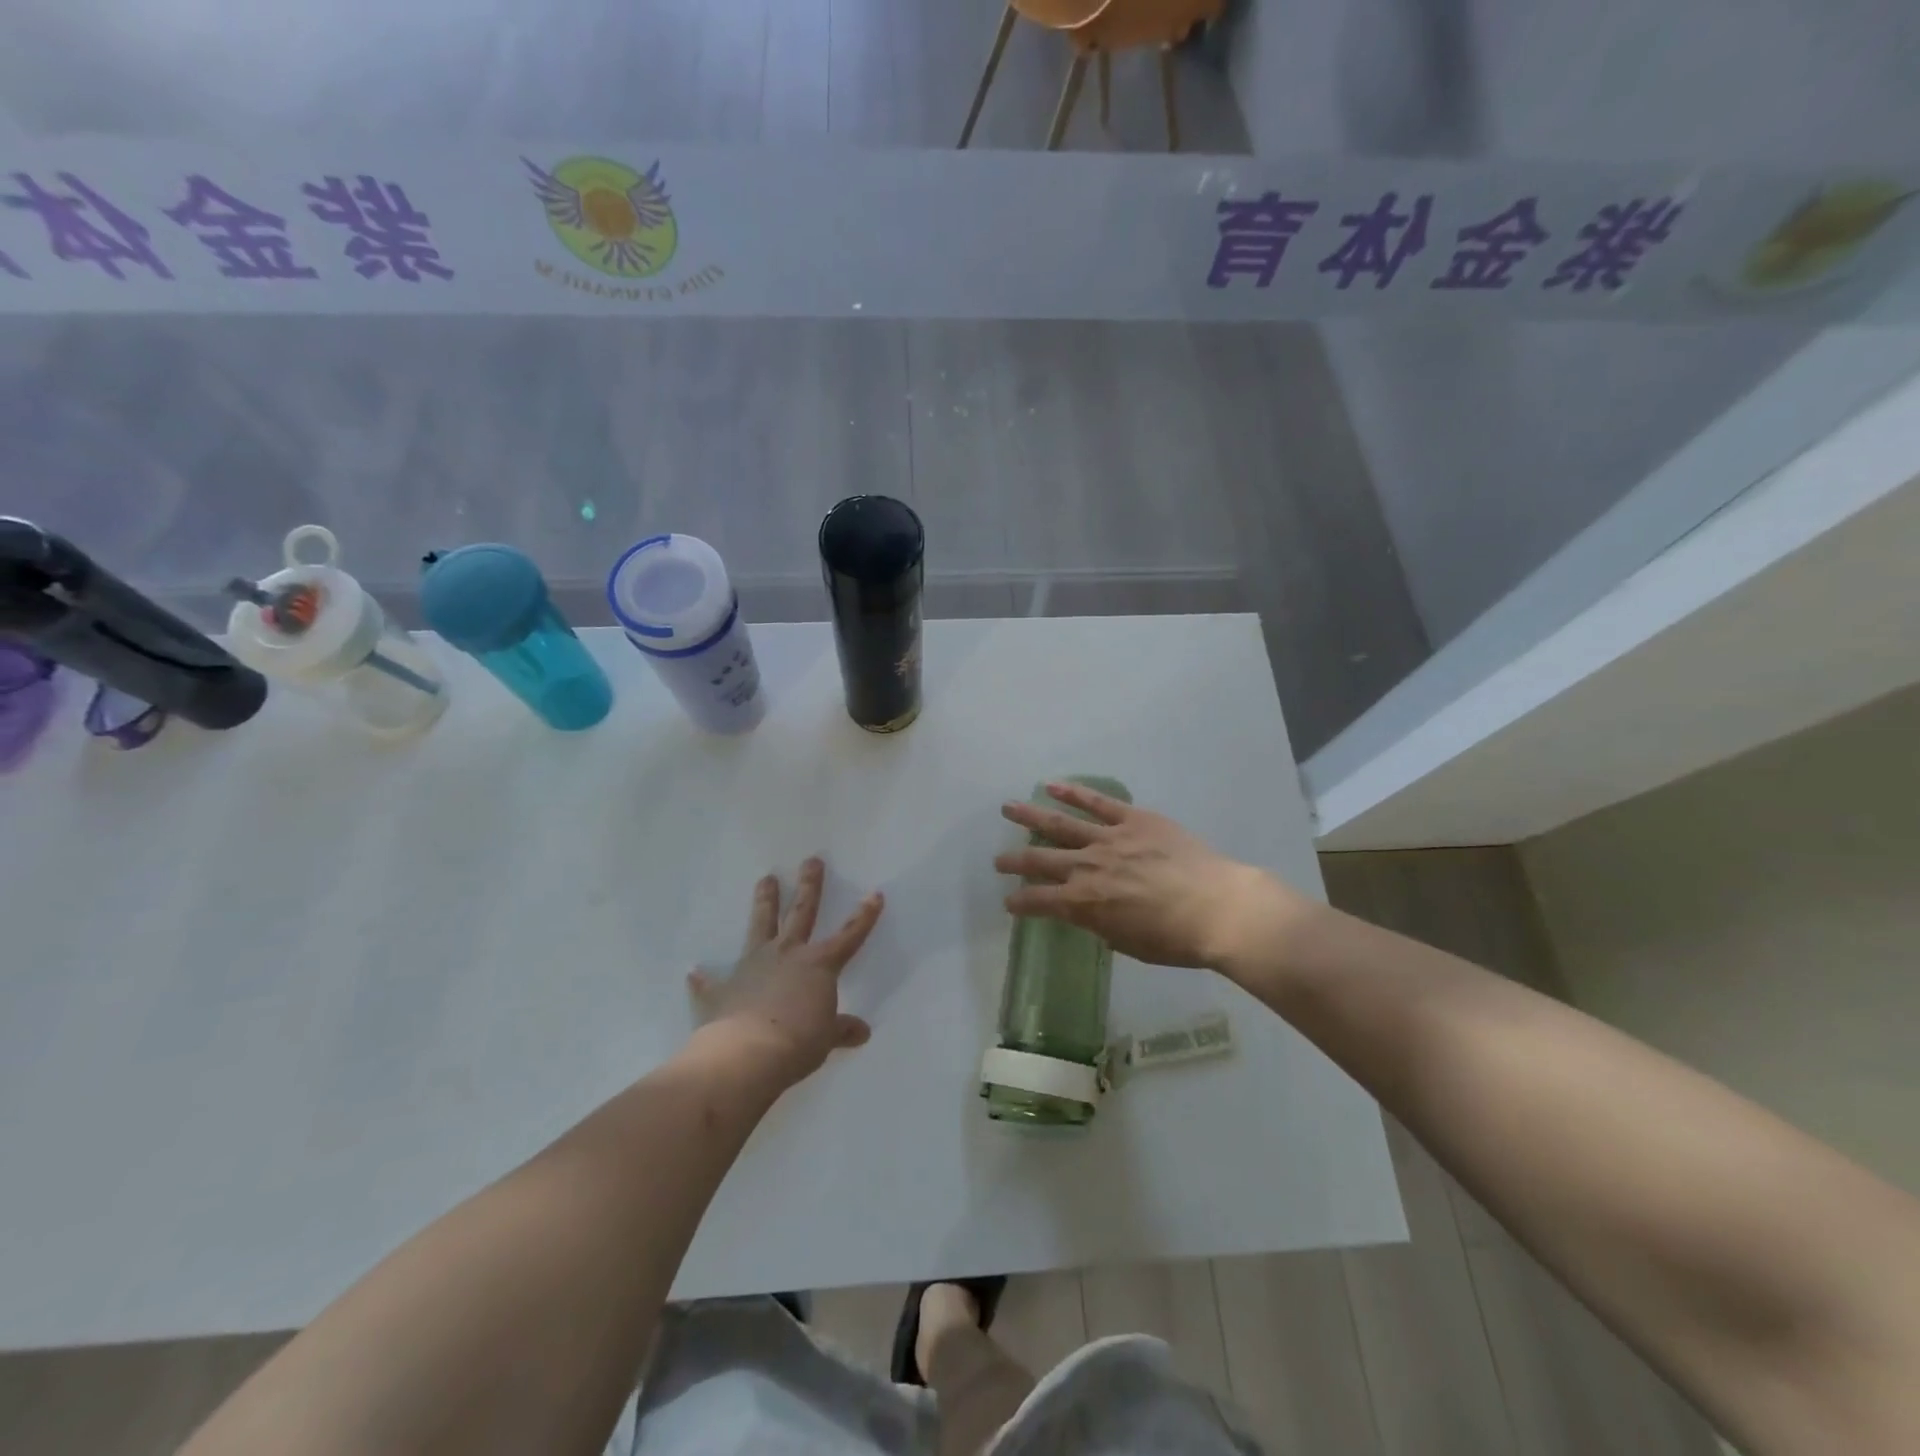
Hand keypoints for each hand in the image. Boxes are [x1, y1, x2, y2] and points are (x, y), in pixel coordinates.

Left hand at [687, 858, 882, 1087]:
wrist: (746, 1055)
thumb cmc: (798, 1043)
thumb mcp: (826, 1039)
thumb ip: (841, 1030)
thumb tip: (862, 1032)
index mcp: (818, 965)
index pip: (849, 936)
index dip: (864, 916)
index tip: (875, 894)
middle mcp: (787, 955)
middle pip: (801, 913)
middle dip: (809, 886)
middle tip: (811, 861)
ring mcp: (752, 967)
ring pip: (761, 926)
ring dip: (764, 903)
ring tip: (765, 879)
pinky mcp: (722, 989)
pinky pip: (711, 982)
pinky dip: (704, 979)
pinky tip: (694, 972)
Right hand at [995, 782, 1308, 976]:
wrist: (1218, 908)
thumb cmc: (1176, 939)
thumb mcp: (1128, 943)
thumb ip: (1101, 925)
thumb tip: (1089, 914)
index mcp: (1084, 903)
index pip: (1039, 901)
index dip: (1020, 902)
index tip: (1009, 902)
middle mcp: (1087, 867)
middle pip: (1040, 860)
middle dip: (1015, 861)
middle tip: (998, 860)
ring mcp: (1108, 838)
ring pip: (1059, 824)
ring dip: (1030, 816)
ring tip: (1008, 808)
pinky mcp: (1133, 819)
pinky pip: (1097, 803)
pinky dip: (1072, 792)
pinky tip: (1051, 785)